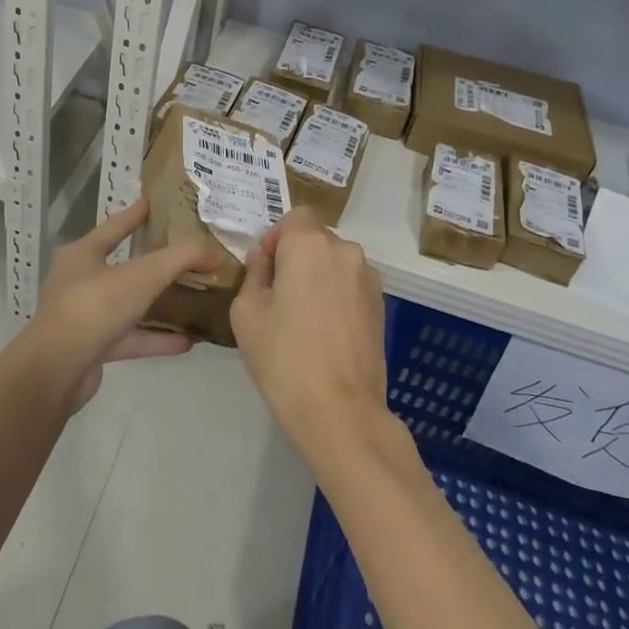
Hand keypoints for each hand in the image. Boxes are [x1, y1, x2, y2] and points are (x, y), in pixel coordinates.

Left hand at [24, 199, 220, 411]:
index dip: (134, 214)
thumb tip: (214, 251)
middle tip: (183, 254)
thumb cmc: (94, 308)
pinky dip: (155, 339)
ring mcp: (84, 317)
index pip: (113, 227)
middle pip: (121, 266)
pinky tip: (185, 342)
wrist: (55, 372)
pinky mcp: (92, 349)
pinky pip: (130, 338)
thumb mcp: (143, 275)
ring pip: (128, 304)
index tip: (153, 202)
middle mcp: (79, 282)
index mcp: (82, 255)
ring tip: (192, 300)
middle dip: (151, 262)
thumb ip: (180, 258)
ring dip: (158, 304)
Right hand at [231, 209, 390, 465]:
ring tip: (303, 319)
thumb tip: (267, 261)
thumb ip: (254, 274)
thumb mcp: (246, 312)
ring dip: (318, 276)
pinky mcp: (381, 306)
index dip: (275, 239)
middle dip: (295, 257)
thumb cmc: (284, 357)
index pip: (293, 217)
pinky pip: (350, 285)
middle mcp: (345, 251)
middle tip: (278, 297)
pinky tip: (324, 332)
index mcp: (310, 244)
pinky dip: (336, 296)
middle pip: (315, 239)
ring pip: (334, 263)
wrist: (339, 411)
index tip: (264, 272)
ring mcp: (369, 279)